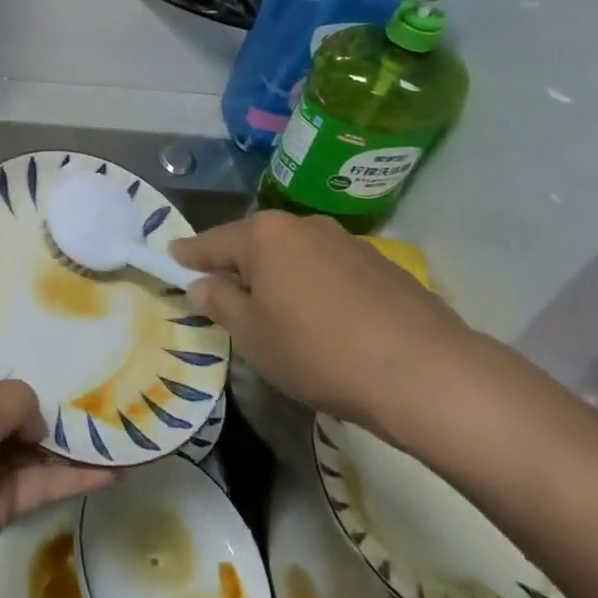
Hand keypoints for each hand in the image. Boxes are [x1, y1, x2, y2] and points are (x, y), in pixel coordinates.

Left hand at [0, 325, 116, 597]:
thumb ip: (17, 400)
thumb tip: (39, 421)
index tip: (30, 296)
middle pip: (8, 380)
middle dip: (44, 369)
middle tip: (93, 346)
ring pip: (31, 433)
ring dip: (67, 427)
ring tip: (115, 406)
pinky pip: (42, 478)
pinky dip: (73, 475)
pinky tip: (114, 468)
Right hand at [173, 211, 478, 441]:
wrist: (426, 373)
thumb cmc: (320, 352)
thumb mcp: (254, 336)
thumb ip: (219, 302)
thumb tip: (202, 284)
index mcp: (264, 235)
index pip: (211, 242)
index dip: (189, 254)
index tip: (171, 257)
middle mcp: (302, 225)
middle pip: (255, 243)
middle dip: (237, 266)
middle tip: (224, 294)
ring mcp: (345, 241)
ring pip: (295, 255)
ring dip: (279, 276)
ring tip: (278, 312)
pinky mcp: (380, 264)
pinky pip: (329, 269)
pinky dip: (315, 286)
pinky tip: (325, 320)